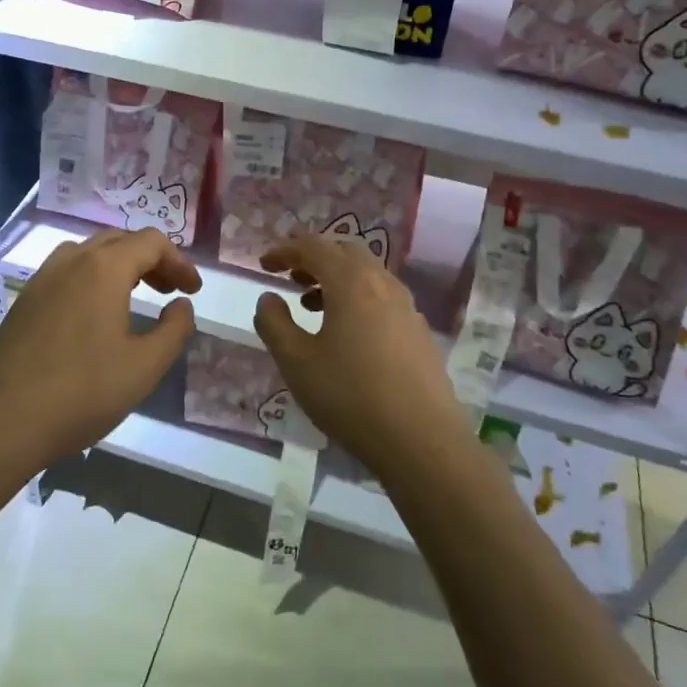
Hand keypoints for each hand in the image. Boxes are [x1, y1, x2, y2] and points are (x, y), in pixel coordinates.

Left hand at [0, 229, 201, 471]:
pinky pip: (67, 272)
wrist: (0, 424)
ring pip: (90, 253)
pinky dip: (92, 278)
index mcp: (103, 268)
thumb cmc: (81, 393)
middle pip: (120, 240)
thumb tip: (181, 305)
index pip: (151, 242)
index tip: (193, 291)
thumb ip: (174, 330)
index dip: (179, 261)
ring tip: (136, 295)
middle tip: (170, 291)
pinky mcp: (24, 301)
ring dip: (120, 265)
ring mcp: (42, 279)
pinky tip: (95, 314)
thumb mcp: (144, 367)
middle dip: (152, 260)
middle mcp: (71, 261)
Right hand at [252, 235, 471, 476]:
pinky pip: (382, 296)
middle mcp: (382, 283)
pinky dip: (357, 297)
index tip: (264, 265)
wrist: (422, 440)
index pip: (313, 247)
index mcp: (351, 281)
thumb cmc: (350, 396)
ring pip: (367, 274)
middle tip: (290, 277)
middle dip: (314, 258)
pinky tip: (347, 332)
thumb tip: (268, 298)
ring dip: (336, 278)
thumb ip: (274, 323)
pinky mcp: (418, 330)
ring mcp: (406, 306)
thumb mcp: (297, 362)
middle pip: (345, 251)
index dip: (285, 250)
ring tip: (312, 305)